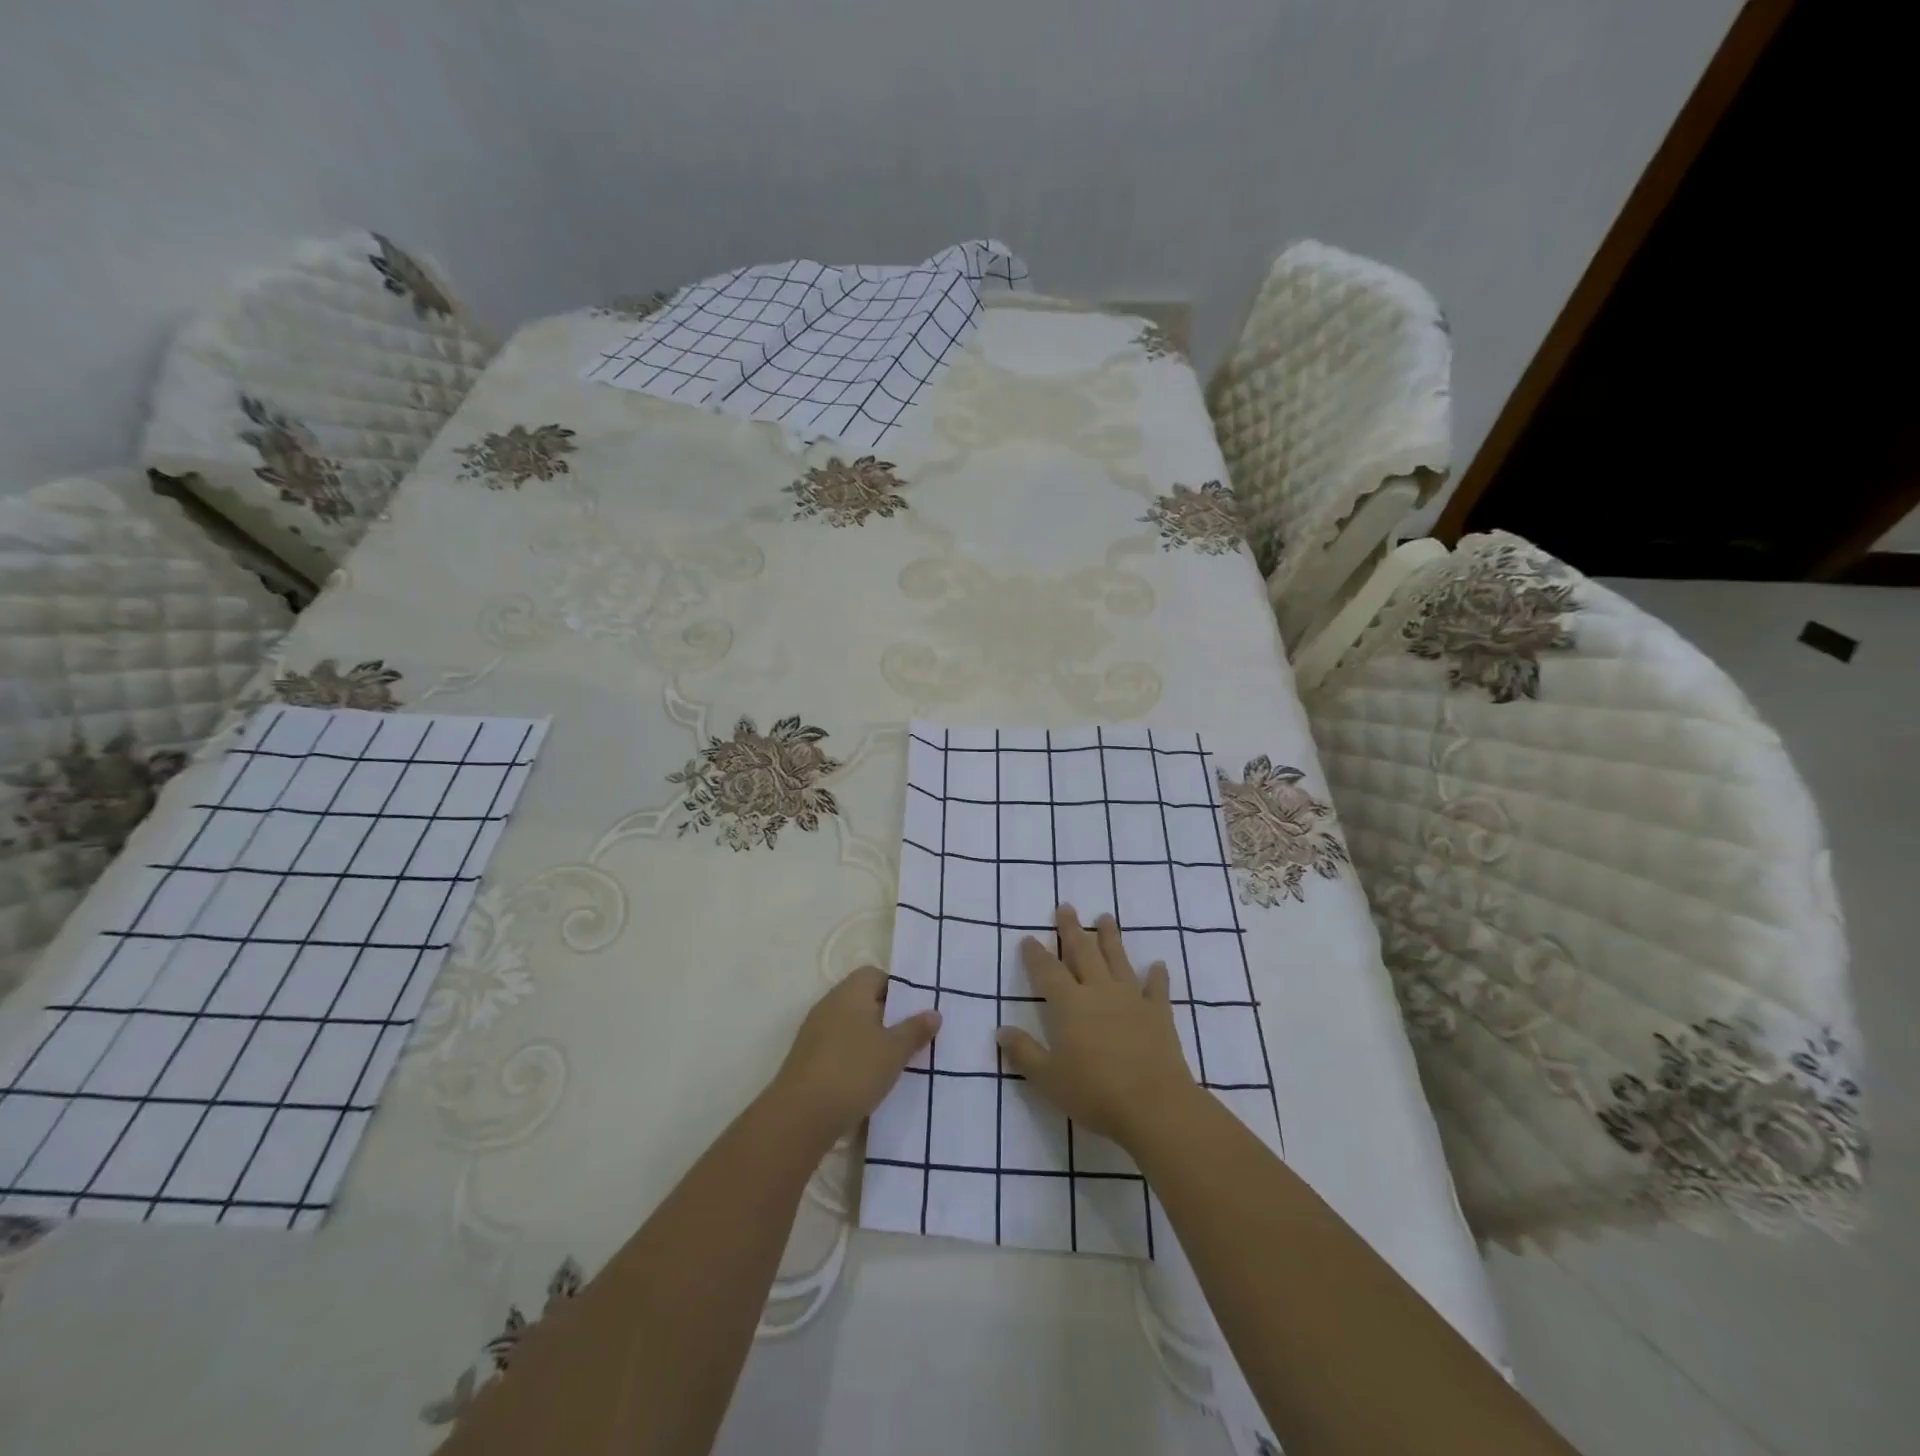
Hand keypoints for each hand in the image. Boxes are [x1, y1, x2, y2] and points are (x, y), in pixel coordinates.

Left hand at [771, 966, 940, 1144]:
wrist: (799, 1117)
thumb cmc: (853, 1071)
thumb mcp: (894, 1051)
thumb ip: (915, 1030)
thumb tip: (934, 1012)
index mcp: (850, 992)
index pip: (875, 975)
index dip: (898, 989)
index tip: (915, 1012)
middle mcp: (829, 1005)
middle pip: (863, 1000)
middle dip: (888, 1017)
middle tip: (911, 1037)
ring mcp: (815, 1032)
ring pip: (851, 1026)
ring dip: (872, 1039)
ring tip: (894, 1062)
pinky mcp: (807, 1059)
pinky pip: (838, 1047)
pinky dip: (855, 1057)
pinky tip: (869, 1080)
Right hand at [997, 905, 1198, 1148]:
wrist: (1154, 1105)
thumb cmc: (1094, 1092)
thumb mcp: (1048, 1078)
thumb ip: (1024, 1052)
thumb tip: (1001, 1031)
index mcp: (1069, 1004)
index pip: (1047, 971)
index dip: (1035, 954)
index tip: (1028, 938)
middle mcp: (1099, 991)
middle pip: (1083, 952)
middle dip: (1071, 929)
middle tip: (1066, 907)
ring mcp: (1131, 999)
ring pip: (1118, 959)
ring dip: (1110, 938)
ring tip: (1105, 917)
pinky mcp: (1158, 1013)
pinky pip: (1157, 988)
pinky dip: (1157, 976)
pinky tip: (1158, 965)